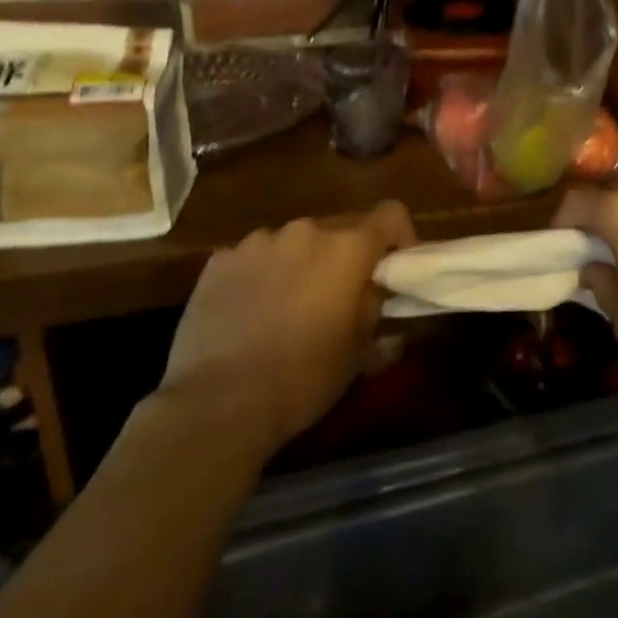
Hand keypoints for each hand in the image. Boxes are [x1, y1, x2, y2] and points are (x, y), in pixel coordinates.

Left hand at [158, 201, 416, 450]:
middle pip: (340, 227)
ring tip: (288, 306)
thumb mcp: (358, 351)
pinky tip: (249, 312)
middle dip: (346, 255)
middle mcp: (305, 230)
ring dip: (301, 263)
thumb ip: (375, 309)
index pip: (391, 214)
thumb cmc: (303, 377)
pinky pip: (253, 258)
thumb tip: (379, 296)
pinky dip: (260, 275)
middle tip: (339, 295)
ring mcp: (258, 242)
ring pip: (294, 242)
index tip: (395, 267)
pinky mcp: (220, 260)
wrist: (218, 403)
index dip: (400, 236)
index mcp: (347, 247)